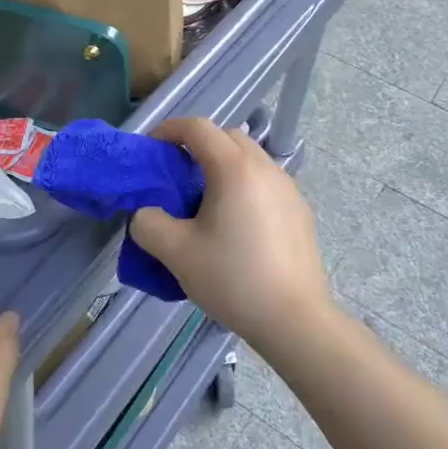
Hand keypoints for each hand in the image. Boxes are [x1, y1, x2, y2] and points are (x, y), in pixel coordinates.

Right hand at [129, 118, 330, 353]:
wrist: (295, 320)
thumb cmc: (233, 279)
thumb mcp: (176, 253)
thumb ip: (148, 224)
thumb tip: (147, 214)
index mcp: (234, 168)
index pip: (198, 128)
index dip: (169, 130)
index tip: (152, 149)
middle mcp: (265, 168)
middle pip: (227, 137)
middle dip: (198, 144)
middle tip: (177, 173)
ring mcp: (288, 188)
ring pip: (250, 159)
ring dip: (223, 165)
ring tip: (206, 200)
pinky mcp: (300, 211)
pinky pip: (266, 182)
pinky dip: (245, 185)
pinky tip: (236, 225)